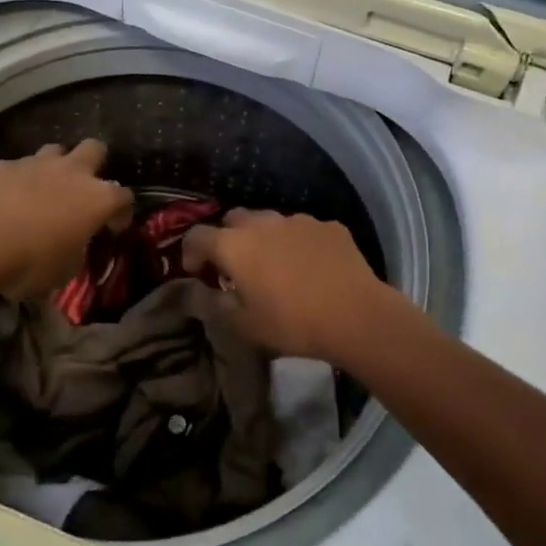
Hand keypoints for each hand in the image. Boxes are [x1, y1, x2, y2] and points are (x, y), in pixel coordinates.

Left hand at [0, 140, 133, 298]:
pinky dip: (16, 181)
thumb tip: (72, 246)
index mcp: (97, 199)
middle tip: (83, 188)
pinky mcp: (2, 164)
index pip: (124, 197)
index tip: (112, 227)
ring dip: (54, 167)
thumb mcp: (64, 270)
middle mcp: (72, 172)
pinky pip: (16, 167)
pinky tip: (5, 199)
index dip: (121, 211)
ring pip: (55, 151)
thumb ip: (76, 250)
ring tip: (44, 189)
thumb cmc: (30, 262)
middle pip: (95, 149)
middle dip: (93, 163)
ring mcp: (36, 163)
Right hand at [181, 210, 416, 363]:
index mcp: (235, 245)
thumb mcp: (244, 325)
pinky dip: (297, 244)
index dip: (190, 251)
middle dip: (228, 239)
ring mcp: (298, 220)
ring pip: (270, 222)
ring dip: (264, 239)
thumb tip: (200, 292)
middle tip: (234, 267)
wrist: (355, 315)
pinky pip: (303, 230)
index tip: (196, 272)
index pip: (197, 235)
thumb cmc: (291, 323)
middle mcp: (263, 223)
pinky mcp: (328, 226)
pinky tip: (310, 267)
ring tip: (275, 266)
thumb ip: (215, 304)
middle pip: (233, 219)